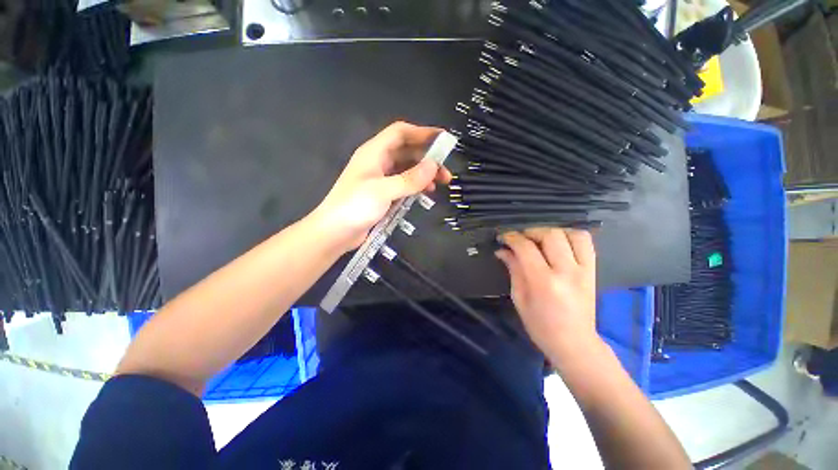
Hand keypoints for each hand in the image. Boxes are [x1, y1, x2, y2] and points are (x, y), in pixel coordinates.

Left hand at [311, 122, 451, 250]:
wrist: (335, 232)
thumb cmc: (355, 207)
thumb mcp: (384, 191)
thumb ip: (410, 179)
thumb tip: (434, 166)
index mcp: (374, 152)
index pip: (401, 133)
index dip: (422, 132)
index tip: (444, 139)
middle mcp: (378, 162)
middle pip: (407, 151)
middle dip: (428, 159)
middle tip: (445, 173)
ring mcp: (380, 178)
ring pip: (407, 169)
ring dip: (424, 174)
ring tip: (440, 184)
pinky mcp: (383, 194)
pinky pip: (403, 184)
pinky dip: (416, 186)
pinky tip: (425, 193)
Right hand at [495, 229, 600, 360]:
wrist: (574, 343)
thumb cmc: (540, 325)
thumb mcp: (519, 298)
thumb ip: (513, 269)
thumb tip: (502, 251)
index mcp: (543, 282)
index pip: (526, 248)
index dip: (511, 238)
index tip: (502, 238)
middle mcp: (566, 272)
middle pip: (550, 235)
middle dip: (530, 232)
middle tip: (519, 239)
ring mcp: (583, 270)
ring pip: (571, 234)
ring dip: (552, 232)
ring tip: (539, 239)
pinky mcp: (593, 271)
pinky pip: (586, 243)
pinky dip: (571, 235)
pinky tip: (559, 242)